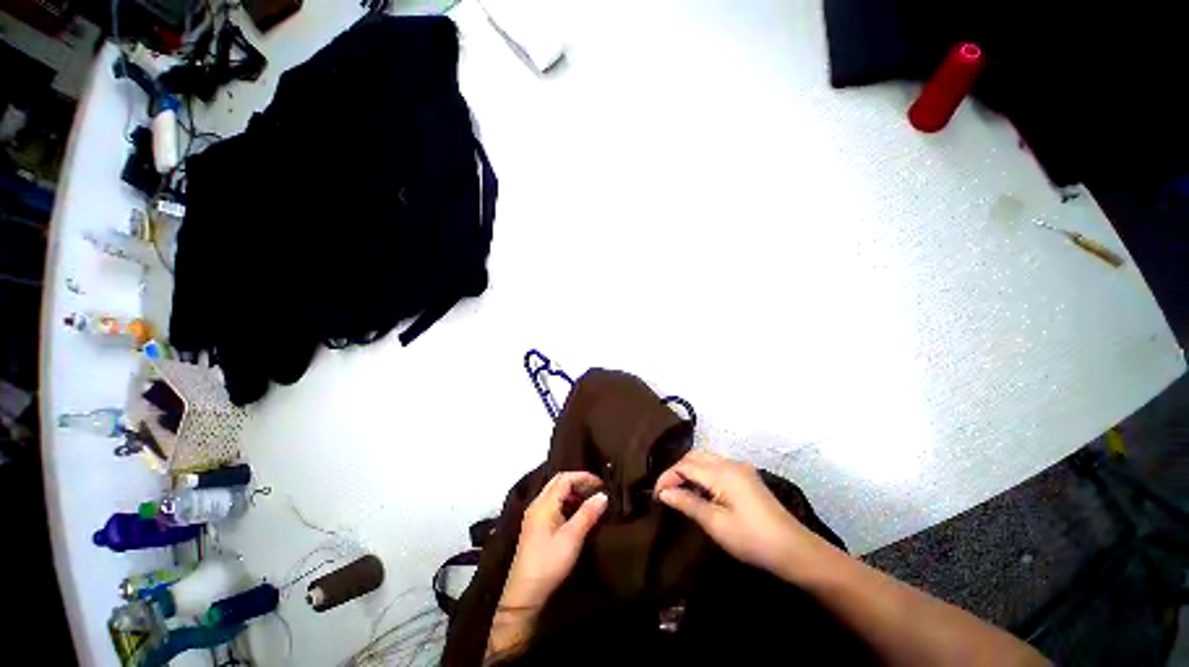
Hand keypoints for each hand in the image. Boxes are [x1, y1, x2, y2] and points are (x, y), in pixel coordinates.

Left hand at [488, 471, 606, 659]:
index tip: (601, 484)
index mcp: (544, 503)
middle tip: (595, 489)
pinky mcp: (535, 525)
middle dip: (578, 481)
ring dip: (572, 491)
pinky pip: (552, 503)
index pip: (565, 478)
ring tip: (589, 500)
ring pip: (555, 492)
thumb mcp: (572, 538)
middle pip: (558, 481)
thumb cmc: (549, 562)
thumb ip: (588, 513)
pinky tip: (576, 513)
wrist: (525, 594)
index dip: (584, 477)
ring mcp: (534, 515)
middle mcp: (537, 504)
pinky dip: (566, 501)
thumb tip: (603, 495)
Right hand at [655, 450, 817, 578]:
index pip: (685, 466)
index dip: (667, 477)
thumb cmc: (752, 539)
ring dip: (688, 470)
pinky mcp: (746, 476)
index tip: (655, 495)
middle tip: (666, 492)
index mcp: (722, 472)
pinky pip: (716, 465)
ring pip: (704, 459)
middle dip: (676, 471)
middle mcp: (730, 462)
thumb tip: (663, 492)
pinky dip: (702, 472)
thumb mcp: (716, 524)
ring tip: (679, 491)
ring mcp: (740, 467)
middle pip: (694, 457)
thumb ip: (687, 503)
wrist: (794, 550)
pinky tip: (699, 489)